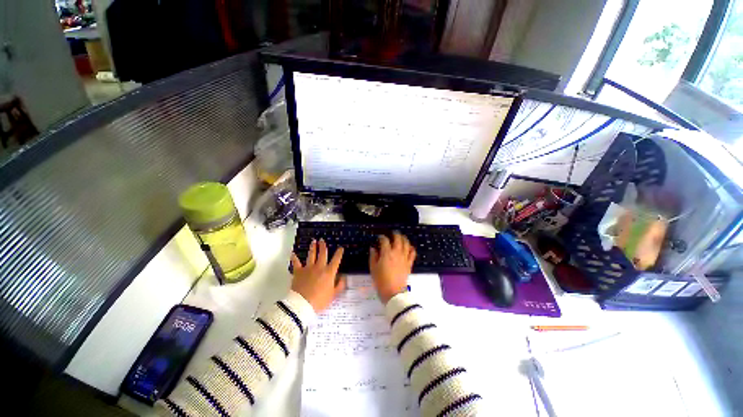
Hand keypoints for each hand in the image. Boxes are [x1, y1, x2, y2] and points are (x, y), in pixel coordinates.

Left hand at [291, 239, 345, 312]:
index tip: (340, 248)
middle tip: (322, 240)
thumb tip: (343, 278)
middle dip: (323, 246)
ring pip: (311, 255)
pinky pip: (296, 263)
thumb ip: (339, 286)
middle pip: (322, 254)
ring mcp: (308, 268)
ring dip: (313, 248)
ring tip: (313, 242)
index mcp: (329, 272)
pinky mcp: (298, 272)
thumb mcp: (333, 295)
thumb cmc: (319, 301)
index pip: (336, 260)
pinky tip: (293, 253)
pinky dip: (294, 258)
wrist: (302, 305)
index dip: (339, 253)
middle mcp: (319, 267)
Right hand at [369, 232, 415, 303]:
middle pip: (398, 239)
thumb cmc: (381, 281)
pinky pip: (412, 253)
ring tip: (401, 237)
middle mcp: (396, 253)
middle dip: (395, 234)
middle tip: (393, 233)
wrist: (394, 293)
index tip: (379, 238)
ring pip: (406, 244)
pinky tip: (409, 247)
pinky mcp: (409, 263)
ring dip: (404, 238)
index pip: (385, 240)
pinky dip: (411, 248)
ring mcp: (404, 257)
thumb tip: (373, 248)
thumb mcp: (373, 268)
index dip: (382, 237)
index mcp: (386, 253)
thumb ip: (373, 256)